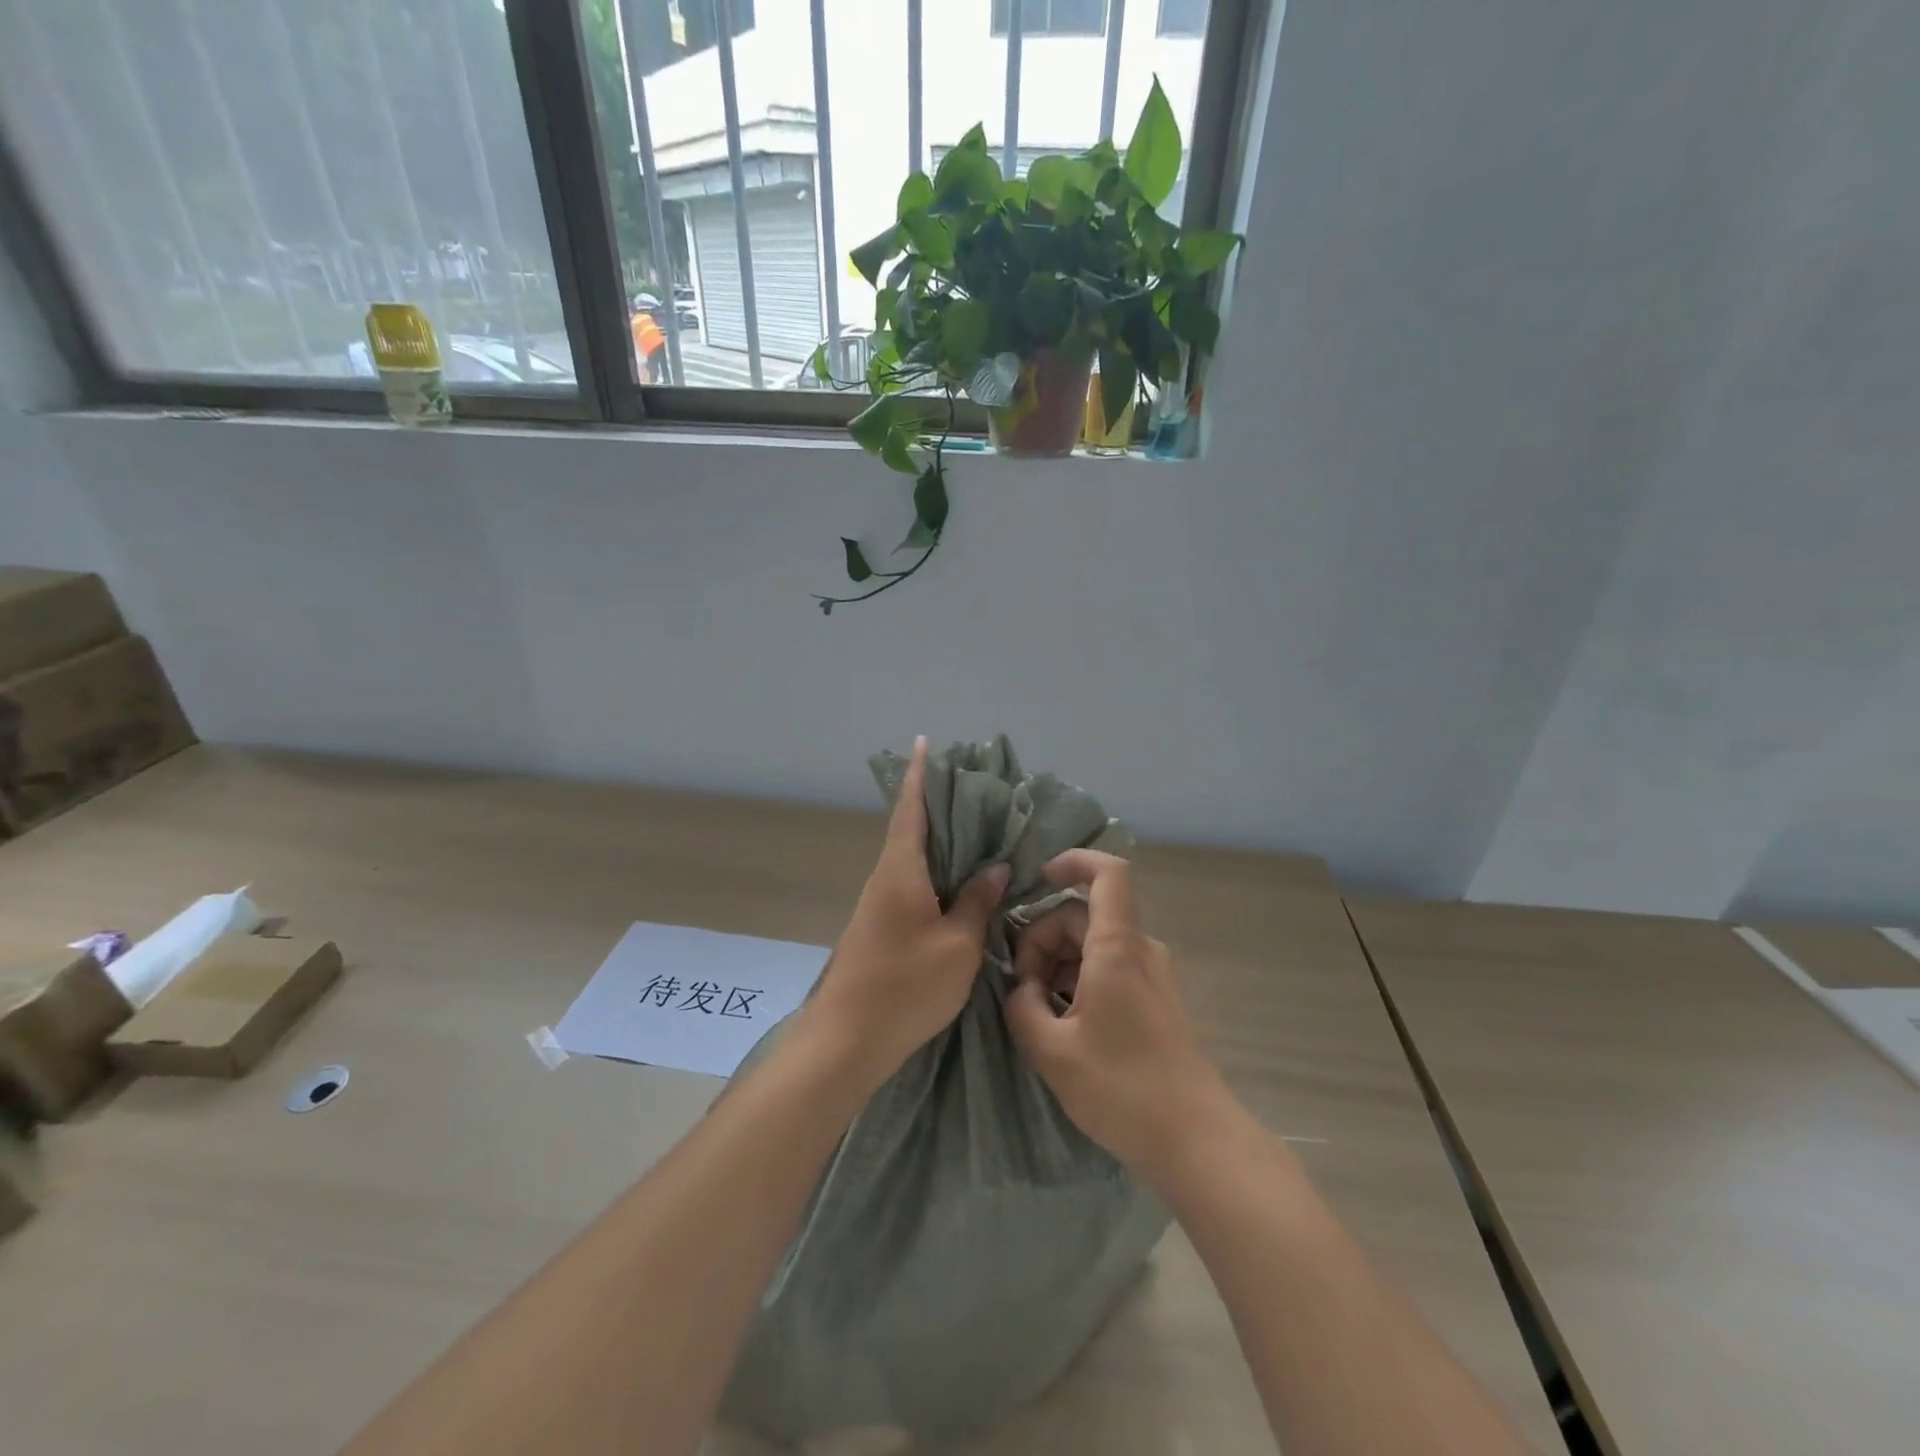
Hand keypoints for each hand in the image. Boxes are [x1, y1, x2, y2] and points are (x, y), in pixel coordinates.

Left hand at [803, 736, 1008, 1089]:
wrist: (847, 1039)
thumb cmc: (905, 986)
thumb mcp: (956, 945)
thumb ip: (977, 902)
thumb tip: (995, 866)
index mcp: (901, 871)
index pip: (911, 809)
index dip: (919, 775)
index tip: (925, 743)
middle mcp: (886, 877)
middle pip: (912, 828)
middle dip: (937, 802)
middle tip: (973, 784)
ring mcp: (881, 903)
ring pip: (913, 857)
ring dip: (940, 838)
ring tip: (977, 827)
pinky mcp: (882, 925)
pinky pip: (914, 882)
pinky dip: (937, 869)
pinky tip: (960, 880)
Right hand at [1004, 850, 1230, 1185]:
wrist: (1195, 1140)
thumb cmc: (1122, 1089)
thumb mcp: (1051, 1051)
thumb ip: (1022, 1007)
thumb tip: (1020, 989)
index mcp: (1117, 948)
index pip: (1108, 873)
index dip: (1074, 861)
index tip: (1038, 877)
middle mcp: (1140, 950)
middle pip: (1083, 915)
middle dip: (1042, 939)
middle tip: (1021, 990)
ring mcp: (1152, 975)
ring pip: (1094, 943)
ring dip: (1058, 964)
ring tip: (1038, 1013)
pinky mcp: (1156, 1000)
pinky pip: (1110, 968)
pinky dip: (1079, 980)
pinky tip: (1063, 1024)